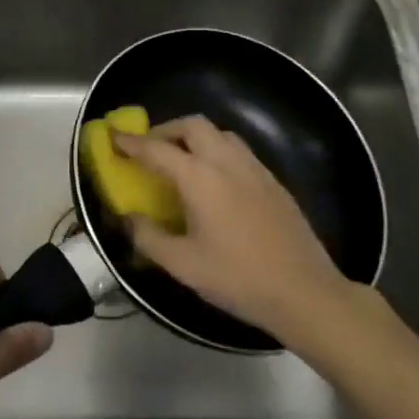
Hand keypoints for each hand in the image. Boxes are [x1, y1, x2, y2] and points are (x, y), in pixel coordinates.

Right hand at [114, 116, 355, 344]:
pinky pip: (239, 151)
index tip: (114, 138)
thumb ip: (149, 237)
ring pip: (220, 134)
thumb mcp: (182, 265)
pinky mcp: (273, 182)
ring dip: (194, 138)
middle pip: (193, 126)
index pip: (158, 150)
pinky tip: (214, 181)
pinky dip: (217, 152)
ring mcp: (255, 169)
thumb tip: (130, 218)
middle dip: (166, 131)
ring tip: (181, 162)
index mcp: (201, 178)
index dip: (132, 143)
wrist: (304, 292)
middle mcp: (227, 162)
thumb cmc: (238, 278)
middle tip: (150, 150)